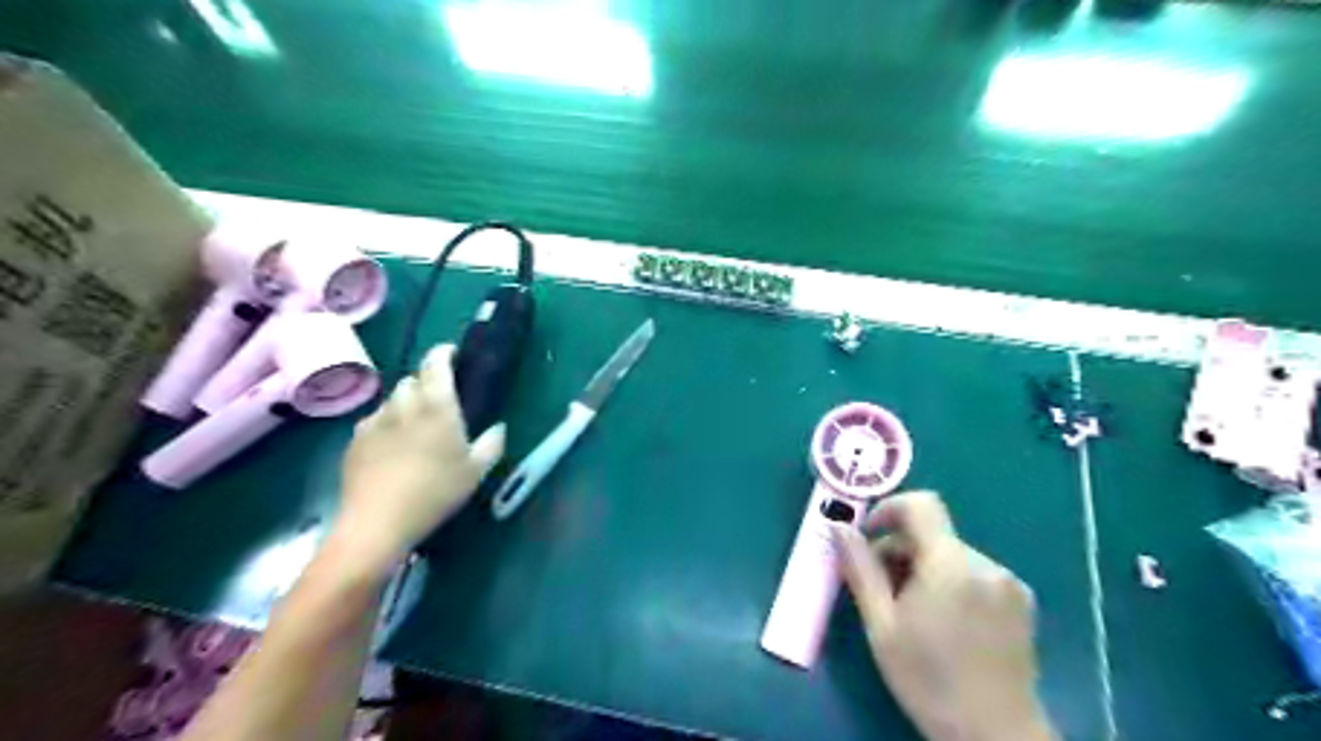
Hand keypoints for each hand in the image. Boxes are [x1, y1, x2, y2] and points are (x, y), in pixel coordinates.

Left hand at [336, 343, 506, 570]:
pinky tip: (392, 446)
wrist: (378, 522)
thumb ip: (491, 444)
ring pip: (392, 399)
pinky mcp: (355, 439)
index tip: (452, 354)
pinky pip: (374, 420)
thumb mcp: (476, 472)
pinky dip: (386, 423)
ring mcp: (375, 421)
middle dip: (425, 382)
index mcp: (437, 406)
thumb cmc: (435, 492)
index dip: (444, 353)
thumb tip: (497, 427)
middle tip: (439, 400)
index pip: (436, 363)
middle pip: (412, 379)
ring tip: (415, 425)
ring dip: (405, 403)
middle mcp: (404, 405)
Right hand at [840, 493, 1059, 740]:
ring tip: (911, 611)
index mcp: (951, 564)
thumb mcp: (882, 625)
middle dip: (900, 549)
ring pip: (951, 553)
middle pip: (933, 533)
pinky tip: (943, 621)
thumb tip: (838, 527)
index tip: (868, 538)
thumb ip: (860, 569)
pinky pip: (974, 572)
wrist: (995, 737)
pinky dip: (950, 581)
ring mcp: (1009, 582)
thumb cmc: (929, 681)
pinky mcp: (1021, 602)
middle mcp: (986, 563)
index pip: (921, 505)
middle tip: (881, 588)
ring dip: (924, 567)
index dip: (889, 509)